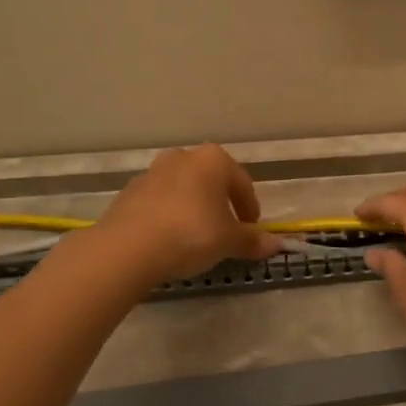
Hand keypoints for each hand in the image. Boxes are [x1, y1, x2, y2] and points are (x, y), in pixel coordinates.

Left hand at [93, 145, 282, 285]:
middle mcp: (182, 157)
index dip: (250, 208)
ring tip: (196, 237)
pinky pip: (159, 202)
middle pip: (211, 181)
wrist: (128, 248)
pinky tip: (169, 239)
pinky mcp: (129, 192)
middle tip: (226, 231)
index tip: (251, 229)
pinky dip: (169, 215)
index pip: (242, 183)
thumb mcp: (229, 241)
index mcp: (213, 160)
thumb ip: (253, 240)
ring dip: (194, 208)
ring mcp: (152, 172)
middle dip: (220, 203)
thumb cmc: (191, 234)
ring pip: (183, 189)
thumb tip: (278, 244)